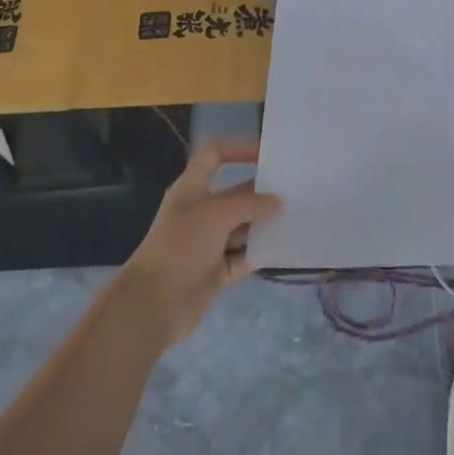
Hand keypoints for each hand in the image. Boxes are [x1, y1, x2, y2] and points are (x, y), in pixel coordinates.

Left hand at [116, 139, 280, 348]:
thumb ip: (249, 203)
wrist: (153, 305)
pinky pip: (246, 256)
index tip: (269, 153)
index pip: (215, 155)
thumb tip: (277, 202)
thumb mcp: (215, 215)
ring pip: (244, 226)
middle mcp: (201, 212)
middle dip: (263, 191)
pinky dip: (263, 252)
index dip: (239, 148)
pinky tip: (287, 248)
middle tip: (298, 189)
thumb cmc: (180, 247)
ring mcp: (210, 243)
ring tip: (300, 216)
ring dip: (267, 223)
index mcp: (192, 189)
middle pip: (236, 192)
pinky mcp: (217, 270)